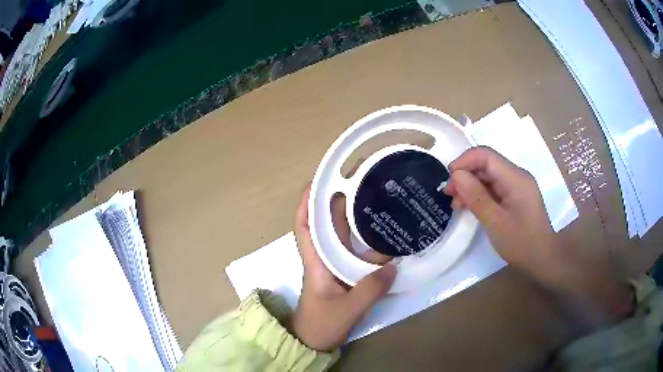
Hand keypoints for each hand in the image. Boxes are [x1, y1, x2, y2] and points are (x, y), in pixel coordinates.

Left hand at [290, 187, 395, 350]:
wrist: (313, 342)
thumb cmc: (321, 325)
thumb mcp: (347, 309)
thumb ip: (370, 290)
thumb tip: (394, 265)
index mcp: (315, 261)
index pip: (304, 224)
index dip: (307, 201)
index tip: (320, 179)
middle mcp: (322, 258)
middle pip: (324, 223)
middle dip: (335, 199)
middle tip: (357, 180)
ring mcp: (333, 266)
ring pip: (340, 235)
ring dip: (350, 216)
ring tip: (371, 197)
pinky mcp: (343, 275)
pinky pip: (354, 252)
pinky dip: (365, 240)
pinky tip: (383, 234)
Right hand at [444, 147, 632, 327]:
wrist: (555, 262)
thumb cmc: (531, 248)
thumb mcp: (500, 227)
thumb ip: (480, 199)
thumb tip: (459, 176)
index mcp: (517, 179)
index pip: (485, 154)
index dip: (465, 161)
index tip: (449, 179)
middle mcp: (520, 175)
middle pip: (487, 161)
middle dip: (466, 172)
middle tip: (450, 195)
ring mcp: (521, 186)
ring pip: (490, 172)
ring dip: (473, 183)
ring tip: (459, 204)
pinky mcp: (520, 197)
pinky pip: (496, 185)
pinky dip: (481, 192)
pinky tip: (474, 208)